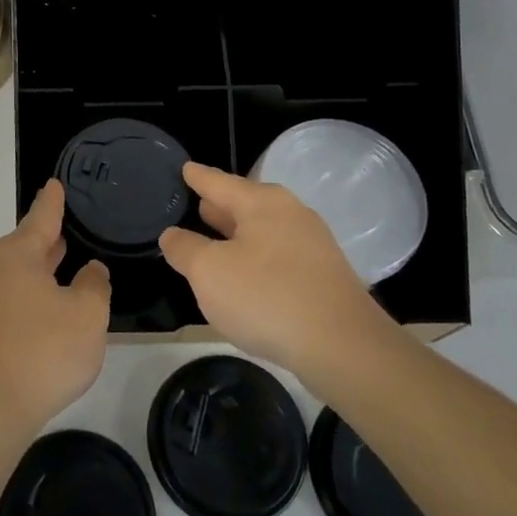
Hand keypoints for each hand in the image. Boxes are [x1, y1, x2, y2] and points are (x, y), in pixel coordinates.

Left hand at [0, 180, 109, 448]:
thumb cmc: (43, 351)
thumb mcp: (87, 314)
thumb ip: (94, 284)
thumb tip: (89, 270)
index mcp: (17, 255)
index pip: (41, 217)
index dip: (53, 201)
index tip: (55, 184)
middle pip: (25, 244)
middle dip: (47, 237)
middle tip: (68, 227)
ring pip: (17, 273)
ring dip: (39, 268)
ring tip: (63, 264)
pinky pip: (10, 299)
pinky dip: (30, 295)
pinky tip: (47, 310)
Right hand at [159, 162, 394, 375]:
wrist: (343, 348)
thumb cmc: (266, 298)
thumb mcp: (209, 273)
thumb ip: (185, 249)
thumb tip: (173, 235)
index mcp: (262, 203)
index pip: (220, 182)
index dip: (198, 177)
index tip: (185, 168)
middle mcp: (291, 214)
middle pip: (245, 203)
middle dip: (220, 206)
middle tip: (195, 204)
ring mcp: (313, 244)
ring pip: (264, 230)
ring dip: (239, 235)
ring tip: (215, 239)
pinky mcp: (324, 276)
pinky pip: (279, 255)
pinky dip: (257, 258)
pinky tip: (247, 277)